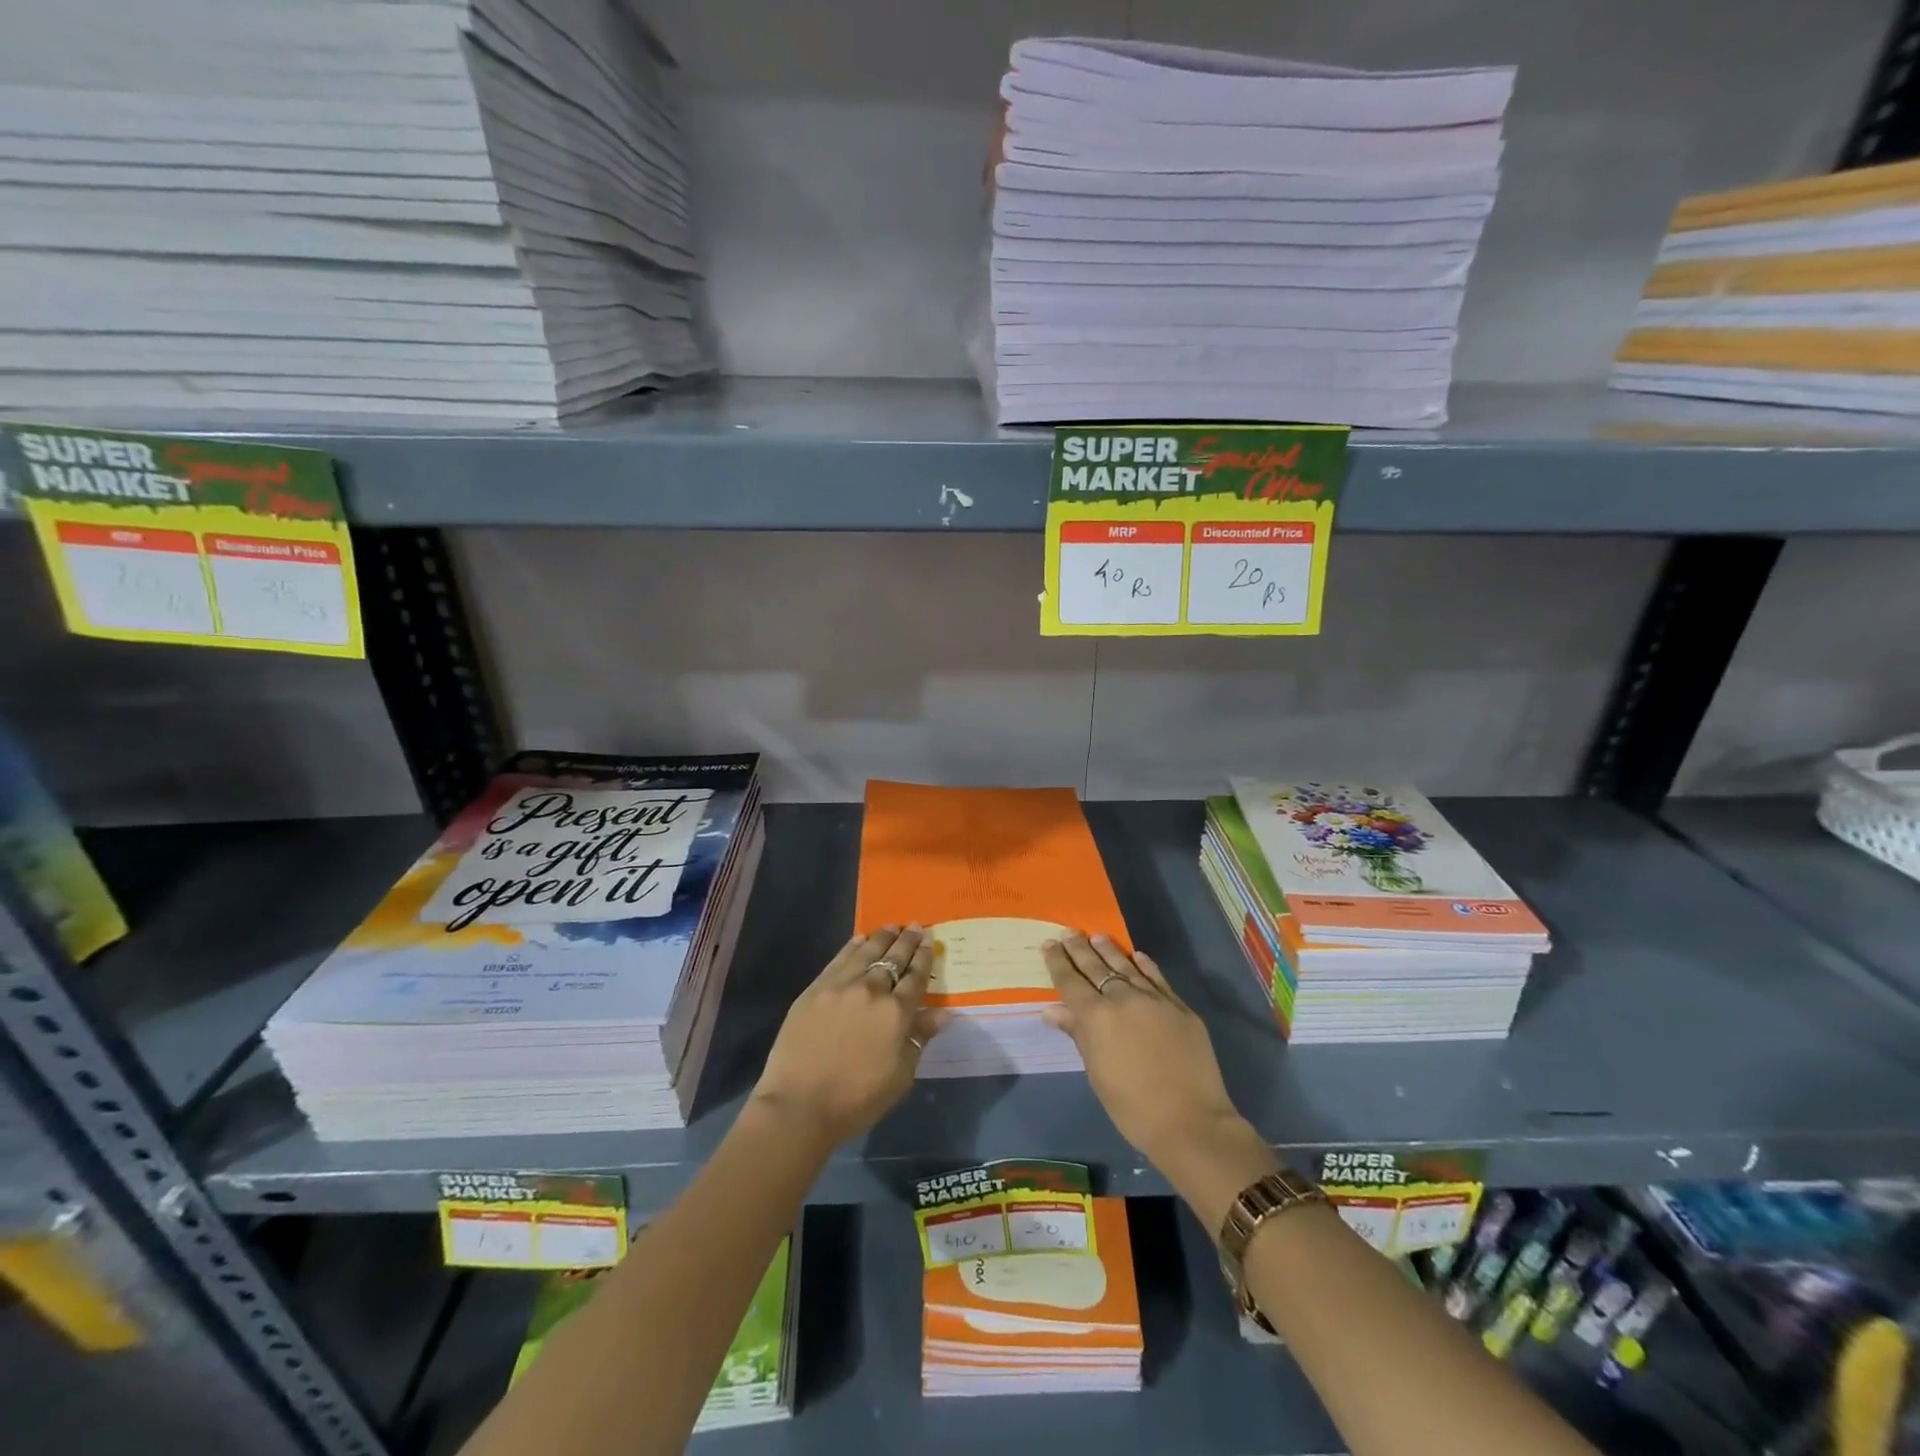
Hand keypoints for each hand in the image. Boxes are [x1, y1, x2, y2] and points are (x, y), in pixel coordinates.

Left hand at [750, 925, 947, 1147]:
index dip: (924, 959)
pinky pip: (839, 959)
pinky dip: (853, 946)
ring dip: (882, 937)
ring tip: (892, 926)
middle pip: (894, 959)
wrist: (799, 1105)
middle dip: (907, 941)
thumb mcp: (900, 1076)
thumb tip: (942, 1014)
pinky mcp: (816, 989)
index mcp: (896, 1013)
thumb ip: (919, 1039)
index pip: (916, 978)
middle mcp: (872, 990)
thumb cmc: (857, 1099)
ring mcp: (841, 986)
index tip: (929, 942)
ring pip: (867, 952)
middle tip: (916, 927)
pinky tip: (860, 939)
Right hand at [1042, 934, 1250, 1169]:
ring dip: (1110, 951)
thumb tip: (1053, 1010)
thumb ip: (1077, 1035)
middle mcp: (1123, 999)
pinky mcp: (1179, 1007)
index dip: (1058, 962)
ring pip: (1127, 966)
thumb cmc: (1132, 1106)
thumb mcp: (1097, 1073)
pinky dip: (1144, 965)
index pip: (1070, 982)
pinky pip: (1157, 978)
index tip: (1049, 944)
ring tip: (1097, 936)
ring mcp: (1154, 1000)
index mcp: (1096, 1017)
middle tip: (1069, 933)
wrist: (1190, 1121)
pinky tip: (1136, 956)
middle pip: (1096, 968)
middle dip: (1080, 949)